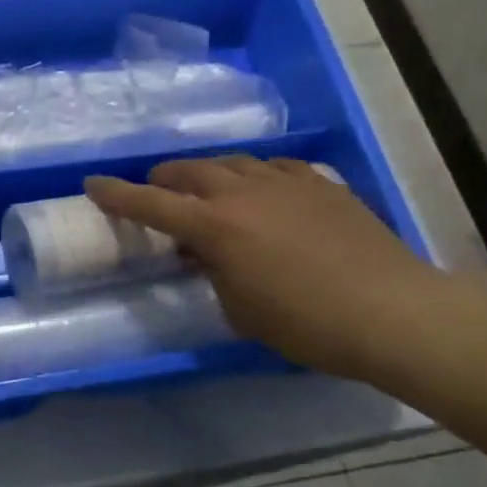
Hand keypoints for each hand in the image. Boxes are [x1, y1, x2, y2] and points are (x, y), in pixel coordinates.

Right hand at [85, 156, 450, 380]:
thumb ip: (214, 273)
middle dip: (164, 178)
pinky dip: (255, 175)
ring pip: (232, 161)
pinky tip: (263, 190)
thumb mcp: (242, 310)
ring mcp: (285, 182)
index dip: (117, 194)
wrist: (394, 311)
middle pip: (189, 171)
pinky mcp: (320, 183)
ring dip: (209, 173)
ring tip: (208, 190)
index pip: (151, 203)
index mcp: (215, 226)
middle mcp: (243, 193)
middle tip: (156, 191)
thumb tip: (206, 254)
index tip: (92, 183)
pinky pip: (274, 167)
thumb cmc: (308, 324)